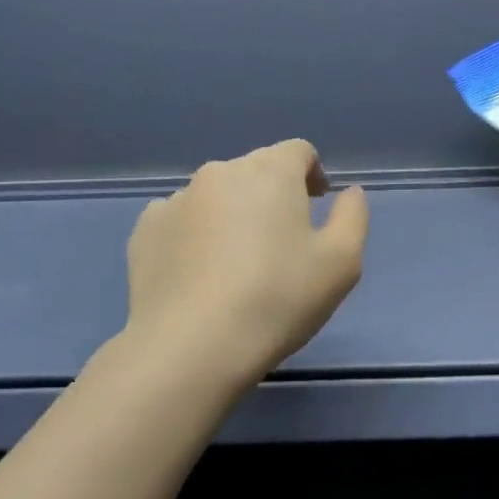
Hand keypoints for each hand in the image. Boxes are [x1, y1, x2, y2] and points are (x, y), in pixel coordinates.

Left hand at [118, 140, 368, 387]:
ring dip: (233, 215)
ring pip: (216, 196)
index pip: (298, 151)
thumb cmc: (279, 299)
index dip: (312, 174)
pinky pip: (182, 221)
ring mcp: (175, 200)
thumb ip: (353, 216)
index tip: (317, 206)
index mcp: (270, 172)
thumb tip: (348, 192)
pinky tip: (202, 275)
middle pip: (255, 171)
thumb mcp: (342, 262)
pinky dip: (197, 236)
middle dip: (273, 195)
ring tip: (239, 265)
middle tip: (282, 244)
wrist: (192, 346)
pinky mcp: (145, 231)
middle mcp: (219, 173)